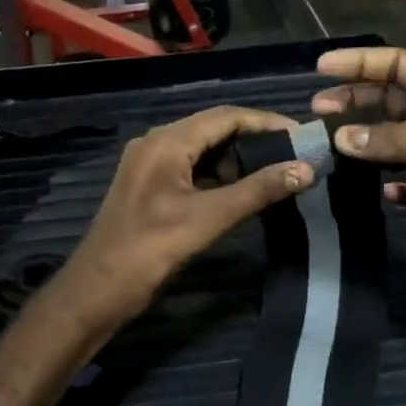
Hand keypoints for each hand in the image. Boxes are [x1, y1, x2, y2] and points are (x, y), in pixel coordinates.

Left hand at [63, 106, 313, 325]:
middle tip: (293, 153)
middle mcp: (156, 143)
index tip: (301, 134)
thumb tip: (306, 169)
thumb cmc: (151, 249)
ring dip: (236, 156)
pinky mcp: (148, 186)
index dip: (265, 122)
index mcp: (166, 141)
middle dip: (254, 138)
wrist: (99, 289)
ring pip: (201, 148)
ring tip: (274, 170)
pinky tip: (239, 189)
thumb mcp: (210, 218)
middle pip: (213, 127)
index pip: (225, 116)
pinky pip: (189, 167)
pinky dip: (216, 173)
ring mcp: (149, 164)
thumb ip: (258, 190)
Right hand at [309, 48, 405, 283]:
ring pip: (386, 143)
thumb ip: (398, 137)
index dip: (361, 63)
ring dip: (359, 142)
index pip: (400, 66)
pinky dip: (380, 185)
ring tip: (326, 144)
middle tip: (317, 109)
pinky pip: (398, 185)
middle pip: (387, 100)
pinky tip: (365, 187)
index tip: (321, 67)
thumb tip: (341, 140)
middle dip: (352, 99)